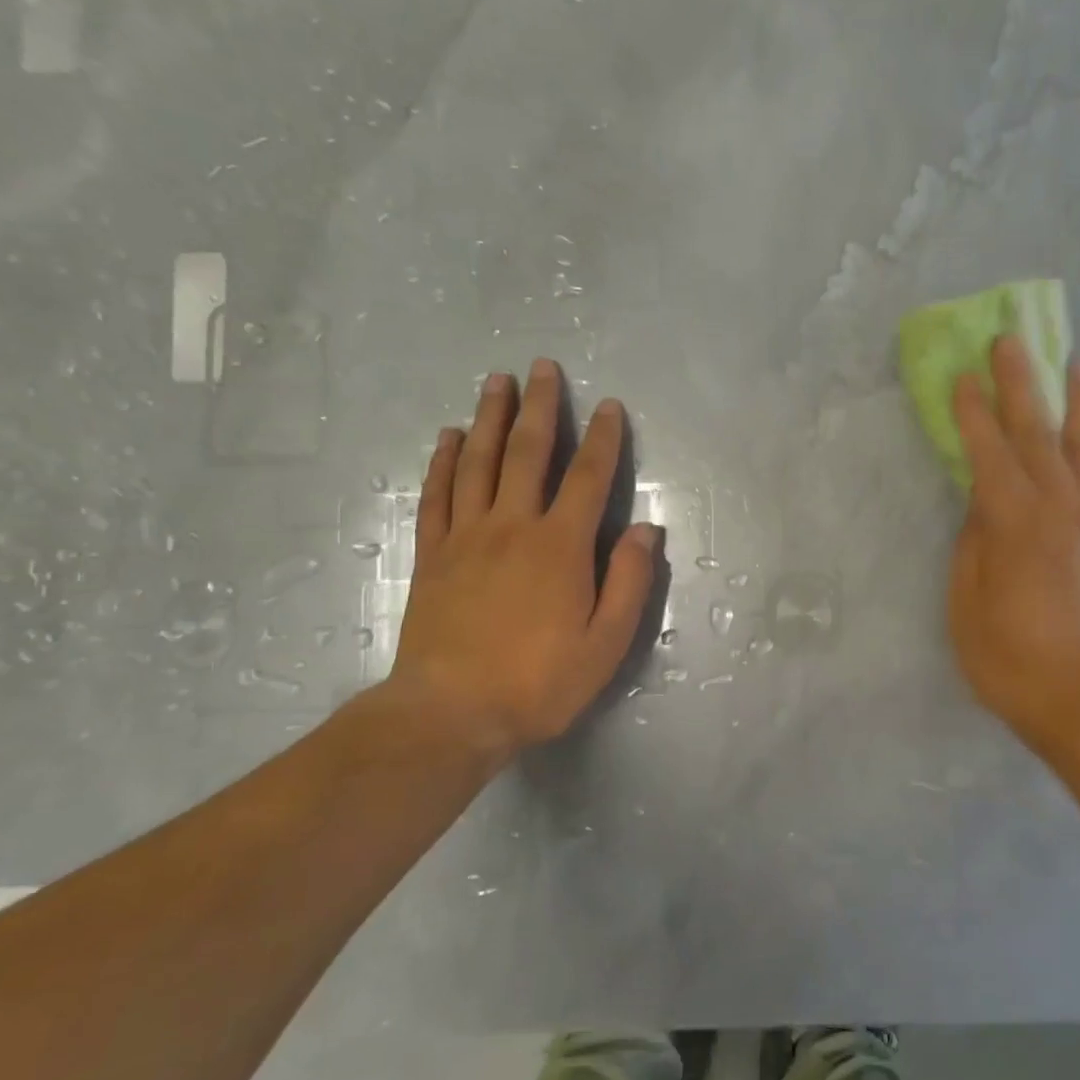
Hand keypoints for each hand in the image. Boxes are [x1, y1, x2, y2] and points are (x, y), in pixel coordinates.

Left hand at [385, 358, 660, 760]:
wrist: (450, 713)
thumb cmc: (538, 682)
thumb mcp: (605, 643)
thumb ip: (629, 582)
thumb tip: (646, 530)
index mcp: (561, 546)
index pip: (589, 478)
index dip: (603, 439)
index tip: (610, 405)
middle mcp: (513, 526)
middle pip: (528, 453)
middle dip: (540, 407)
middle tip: (542, 367)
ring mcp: (466, 536)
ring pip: (479, 462)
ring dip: (490, 418)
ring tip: (496, 382)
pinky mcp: (433, 554)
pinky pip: (438, 495)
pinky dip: (444, 461)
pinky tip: (449, 437)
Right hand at [948, 334, 1079, 755]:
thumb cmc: (1013, 660)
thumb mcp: (968, 605)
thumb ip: (974, 545)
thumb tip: (982, 505)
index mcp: (1015, 521)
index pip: (988, 450)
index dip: (971, 411)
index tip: (961, 374)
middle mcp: (1063, 506)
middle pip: (1040, 430)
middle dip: (1021, 382)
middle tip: (1011, 340)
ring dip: (1078, 400)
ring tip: (1073, 363)